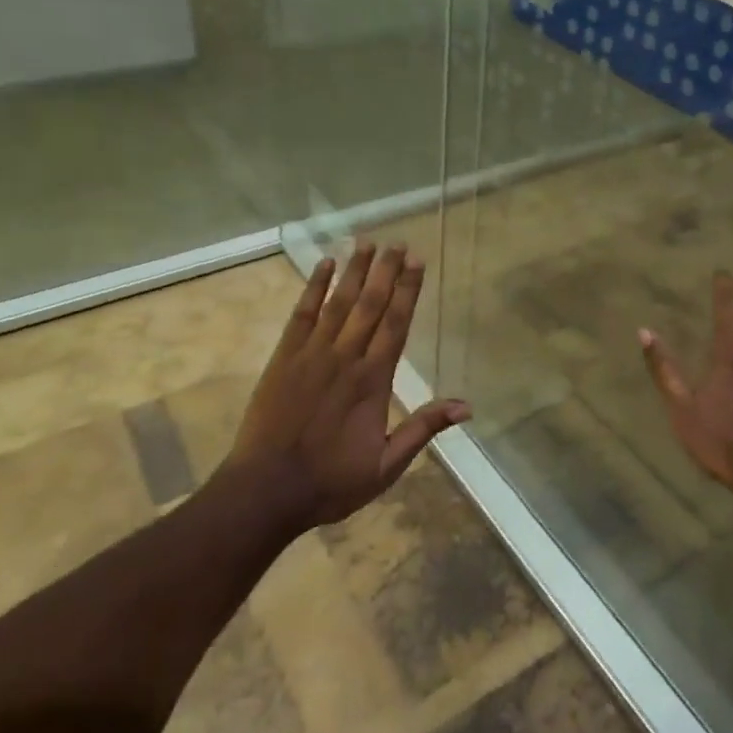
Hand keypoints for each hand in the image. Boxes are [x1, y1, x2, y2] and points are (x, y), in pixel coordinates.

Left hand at [224, 243, 469, 531]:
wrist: (266, 489)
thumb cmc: (330, 481)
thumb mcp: (386, 465)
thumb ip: (423, 429)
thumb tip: (466, 406)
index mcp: (373, 380)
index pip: (396, 324)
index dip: (408, 290)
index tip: (417, 262)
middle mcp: (346, 357)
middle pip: (371, 304)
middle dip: (385, 271)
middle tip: (397, 243)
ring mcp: (312, 353)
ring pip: (339, 302)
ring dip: (354, 271)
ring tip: (366, 242)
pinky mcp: (284, 357)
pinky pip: (302, 314)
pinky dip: (313, 287)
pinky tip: (324, 266)